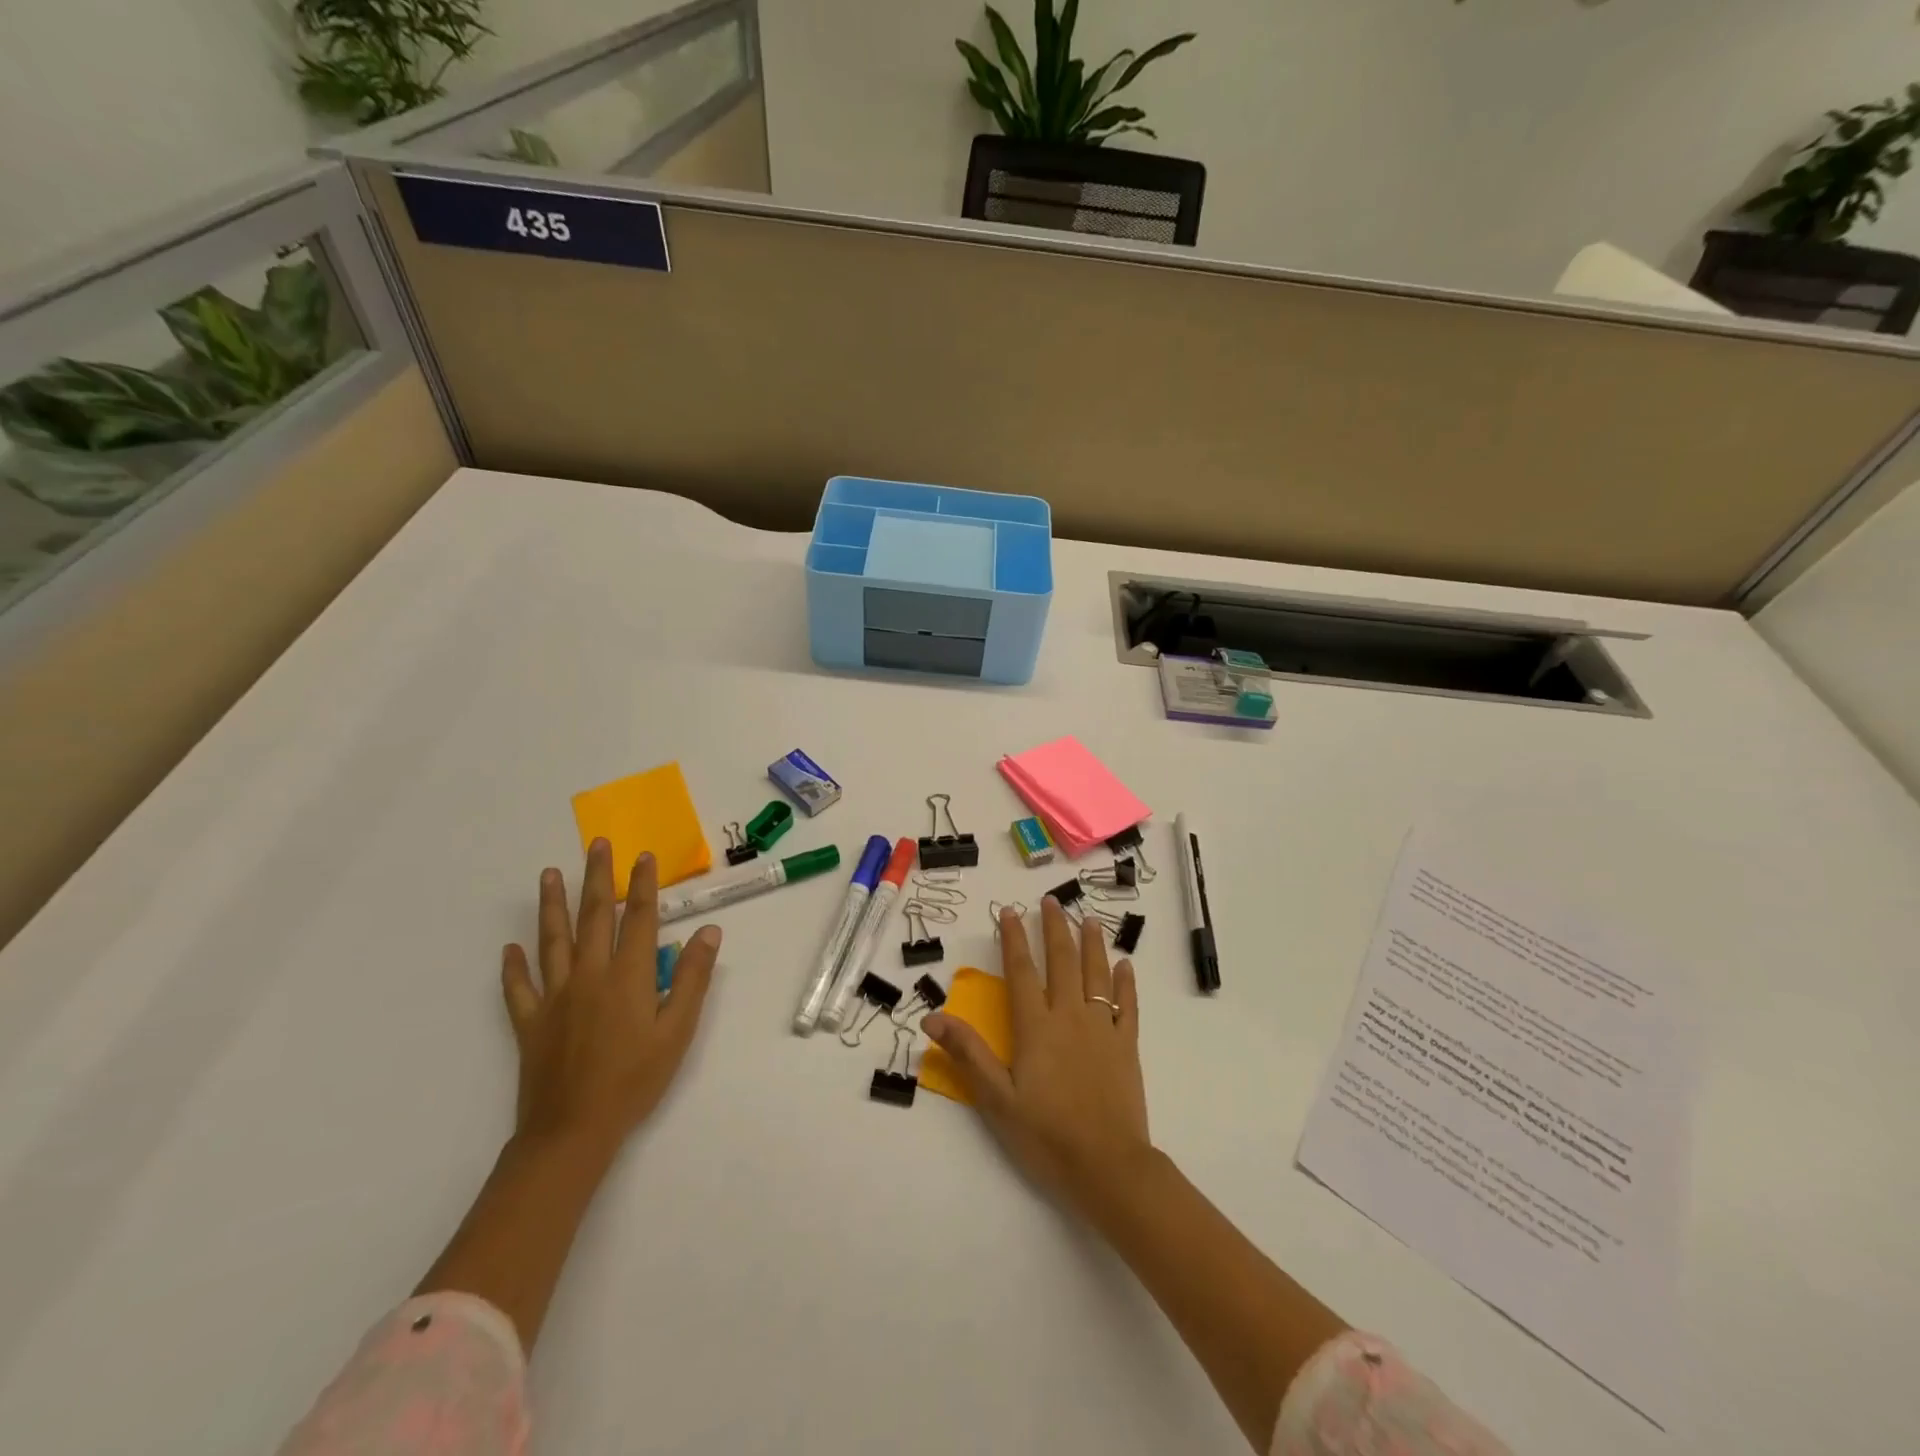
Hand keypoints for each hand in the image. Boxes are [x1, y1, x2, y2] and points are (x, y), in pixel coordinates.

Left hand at [500, 840, 719, 1153]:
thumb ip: (693, 978)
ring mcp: (555, 997)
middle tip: (597, 845)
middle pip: (594, 917)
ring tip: (547, 875)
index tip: (643, 855)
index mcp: (627, 976)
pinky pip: (518, 988)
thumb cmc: (635, 1079)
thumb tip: (708, 932)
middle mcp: (589, 975)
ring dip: (551, 905)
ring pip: (552, 940)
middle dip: (597, 878)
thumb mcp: (678, 1030)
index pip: (639, 918)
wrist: (572, 1130)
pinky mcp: (530, 1022)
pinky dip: (513, 966)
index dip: (643, 885)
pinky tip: (509, 949)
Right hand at [923, 897, 1150, 1211]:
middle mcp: (1069, 1016)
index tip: (1009, 911)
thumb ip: (967, 1054)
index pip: (1021, 971)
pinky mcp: (1127, 1045)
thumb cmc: (1046, 1134)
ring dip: (1091, 943)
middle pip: (1062, 961)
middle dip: (1055, 928)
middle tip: (1051, 901)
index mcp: (1036, 1026)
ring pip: (1096, 974)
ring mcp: (1102, 1028)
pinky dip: (1125, 982)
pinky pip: (1127, 1005)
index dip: (1014, 939)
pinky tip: (1125, 965)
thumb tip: (932, 1018)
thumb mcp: (996, 1099)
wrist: (1108, 1166)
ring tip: (1087, 919)